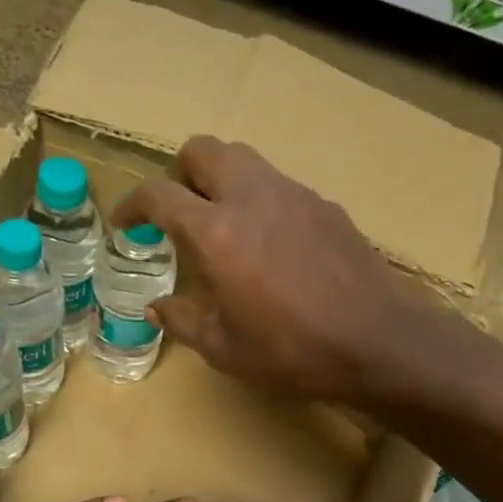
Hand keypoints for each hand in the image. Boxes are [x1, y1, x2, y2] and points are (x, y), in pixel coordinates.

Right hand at [114, 136, 430, 402]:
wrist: (375, 341)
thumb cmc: (291, 351)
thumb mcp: (224, 348)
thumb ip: (183, 321)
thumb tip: (157, 307)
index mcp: (217, 233)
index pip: (159, 195)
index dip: (133, 205)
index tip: (127, 225)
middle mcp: (252, 197)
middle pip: (203, 150)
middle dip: (180, 174)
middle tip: (178, 214)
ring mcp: (294, 195)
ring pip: (245, 161)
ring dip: (221, 182)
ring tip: (224, 229)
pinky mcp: (325, 205)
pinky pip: (279, 186)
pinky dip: (259, 201)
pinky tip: (270, 246)